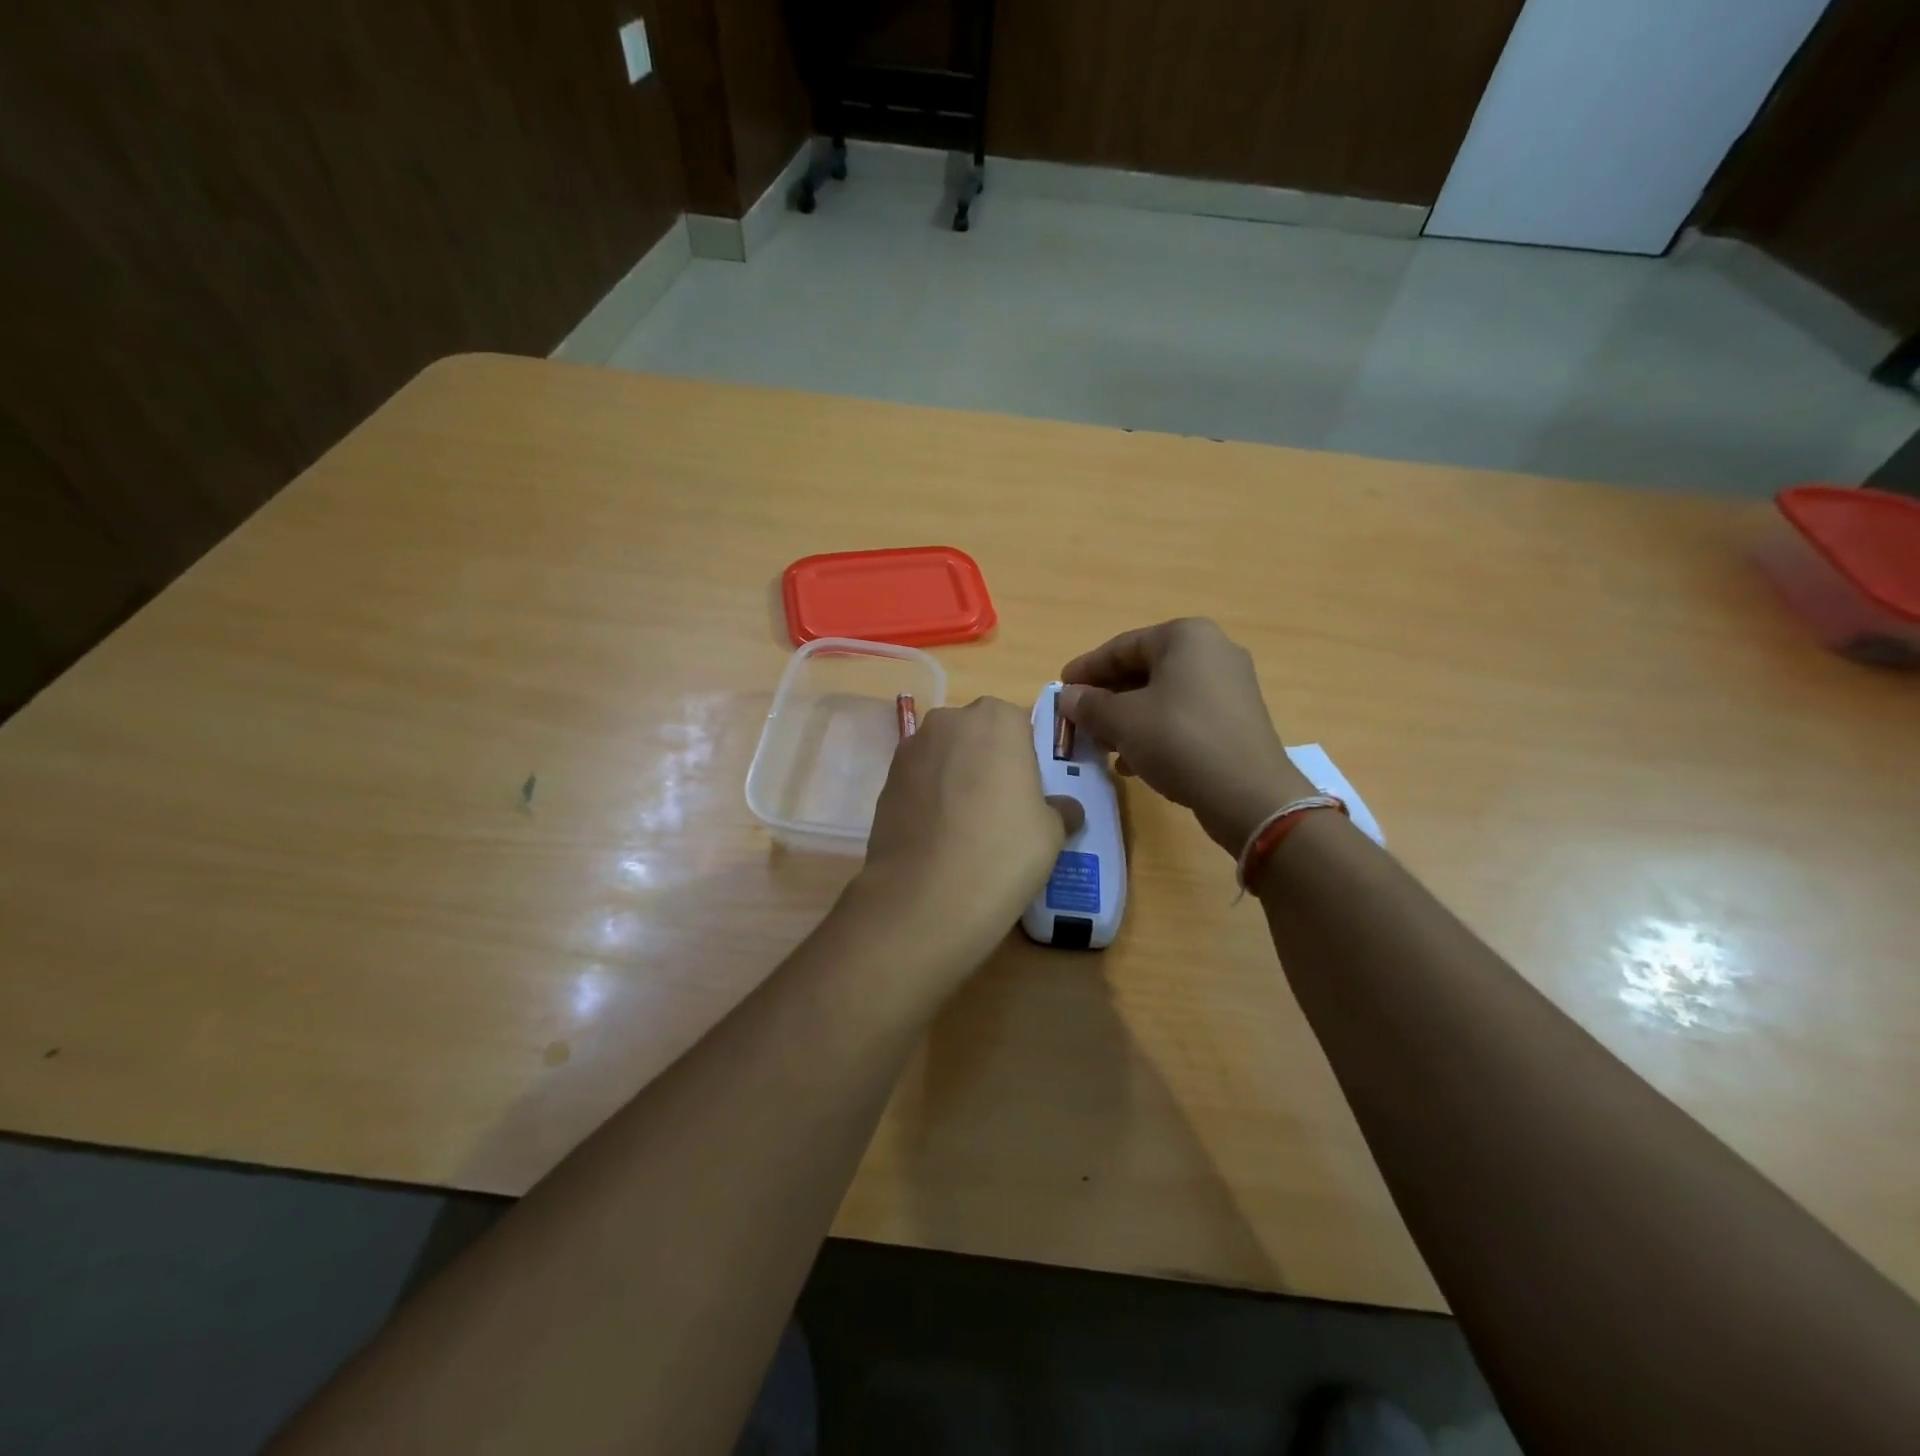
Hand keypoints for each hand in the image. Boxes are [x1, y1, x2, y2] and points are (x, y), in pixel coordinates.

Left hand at [856, 696, 1072, 971]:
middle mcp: (949, 721)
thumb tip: (1065, 808)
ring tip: (965, 826)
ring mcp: (910, 749)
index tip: (1028, 791)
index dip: (1024, 756)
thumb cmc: (1003, 851)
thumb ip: (1059, 809)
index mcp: (997, 719)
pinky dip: (929, 798)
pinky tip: (938, 837)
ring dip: (955, 777)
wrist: (925, 896)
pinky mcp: (885, 781)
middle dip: (987, 760)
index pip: (1018, 724)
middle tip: (999, 806)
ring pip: (944, 756)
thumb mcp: (1052, 832)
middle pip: (976, 734)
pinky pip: (918, 781)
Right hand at [1059, 618, 1312, 853]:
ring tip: (1101, 746)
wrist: (1247, 793)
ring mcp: (1229, 687)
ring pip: (1162, 696)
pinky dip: (1154, 733)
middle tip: (1078, 720)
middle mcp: (1212, 652)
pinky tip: (1133, 762)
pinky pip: (1183, 717)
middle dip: (1107, 698)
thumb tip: (1067, 697)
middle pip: (1143, 670)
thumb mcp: (1122, 720)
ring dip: (1127, 719)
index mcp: (1186, 637)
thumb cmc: (1179, 740)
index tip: (1060, 688)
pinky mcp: (1236, 720)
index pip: (1122, 646)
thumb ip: (1089, 704)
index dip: (1086, 669)